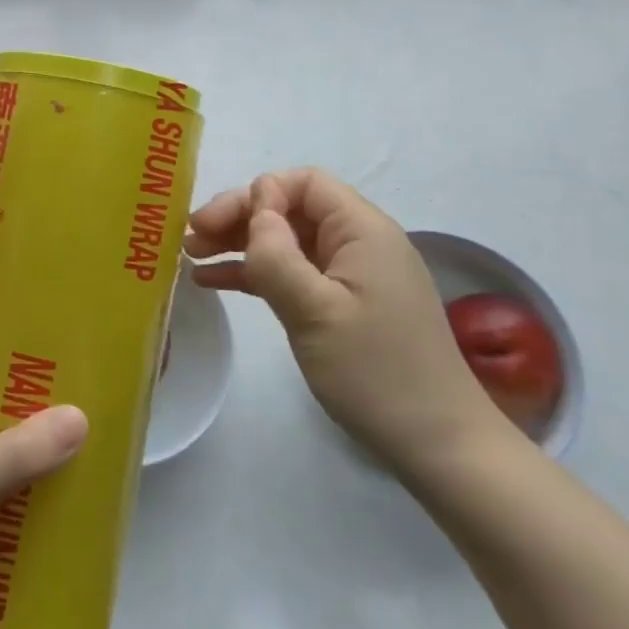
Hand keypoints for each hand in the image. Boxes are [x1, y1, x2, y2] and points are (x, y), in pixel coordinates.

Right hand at [185, 167, 508, 476]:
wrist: (437, 445)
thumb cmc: (375, 372)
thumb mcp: (315, 311)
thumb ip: (277, 255)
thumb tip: (255, 211)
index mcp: (362, 230)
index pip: (304, 183)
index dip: (259, 195)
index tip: (222, 226)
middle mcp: (359, 242)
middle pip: (291, 208)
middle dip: (240, 217)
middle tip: (192, 236)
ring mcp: (352, 275)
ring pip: (287, 240)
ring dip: (240, 243)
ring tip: (192, 255)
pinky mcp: (344, 304)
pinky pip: (293, 273)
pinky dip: (255, 273)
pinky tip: (214, 281)